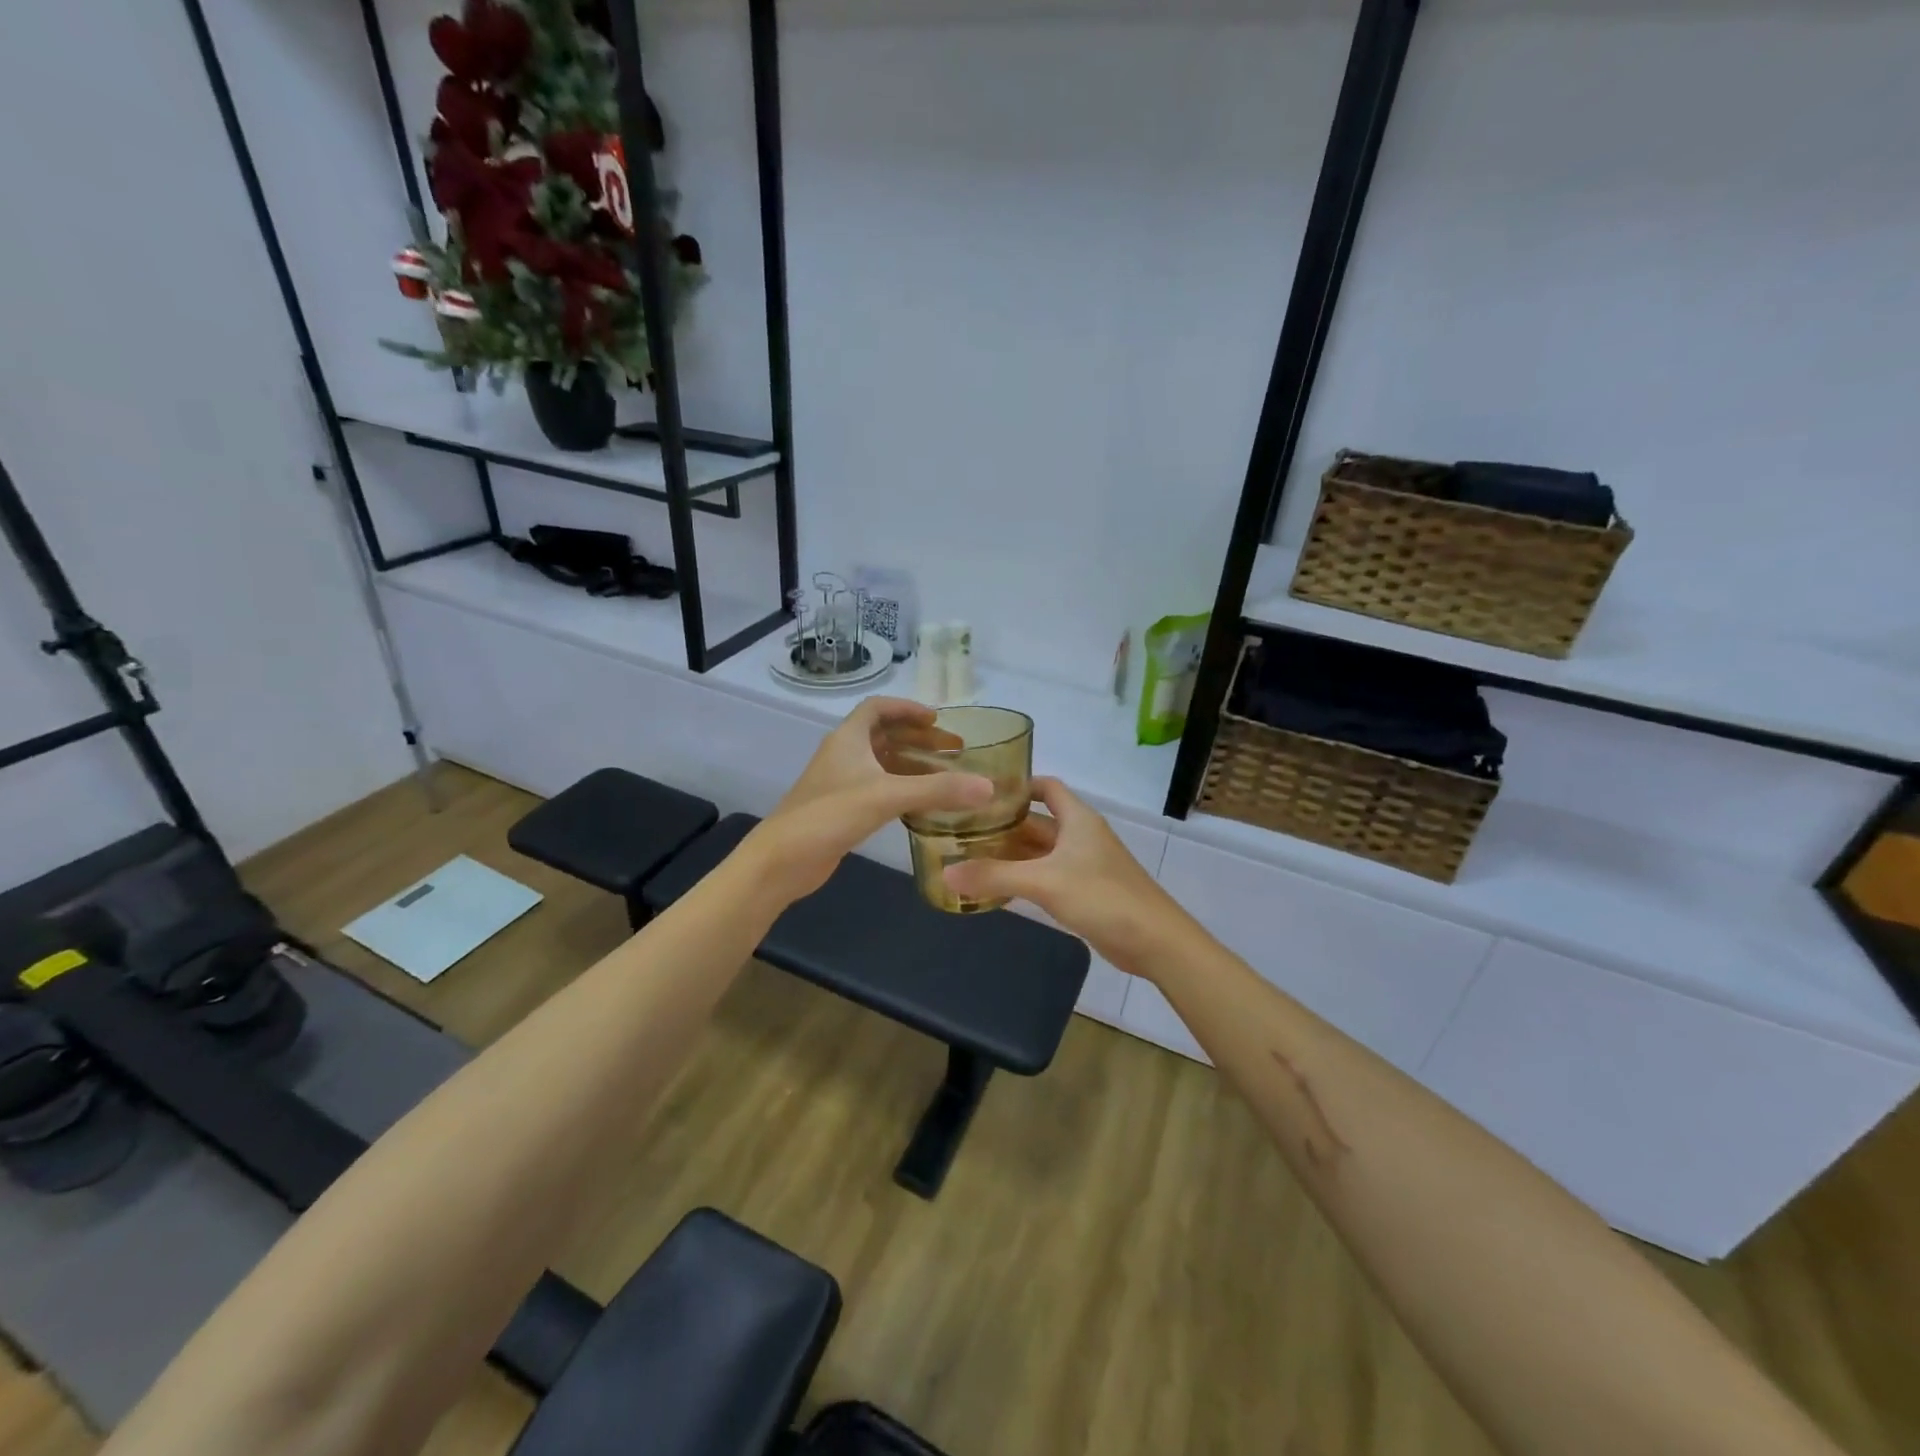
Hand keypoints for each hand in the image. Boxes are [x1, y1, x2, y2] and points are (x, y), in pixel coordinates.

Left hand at [746, 697, 991, 902]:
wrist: (782, 860)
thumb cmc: (829, 815)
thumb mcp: (886, 796)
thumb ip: (937, 790)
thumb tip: (988, 787)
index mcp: (849, 738)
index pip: (878, 708)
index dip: (908, 709)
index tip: (938, 719)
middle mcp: (844, 754)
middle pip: (885, 734)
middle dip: (919, 738)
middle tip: (955, 750)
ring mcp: (841, 782)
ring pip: (882, 763)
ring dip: (912, 764)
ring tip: (947, 775)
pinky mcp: (842, 808)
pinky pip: (879, 788)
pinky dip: (902, 788)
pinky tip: (923, 805)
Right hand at [942, 778, 1184, 966]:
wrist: (1154, 941)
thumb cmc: (1103, 897)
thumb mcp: (1044, 882)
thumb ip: (994, 876)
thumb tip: (945, 873)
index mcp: (1078, 819)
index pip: (1046, 787)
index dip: (1017, 785)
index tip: (981, 792)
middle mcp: (1080, 836)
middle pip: (1037, 822)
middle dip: (1004, 825)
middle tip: (962, 829)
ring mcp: (1084, 865)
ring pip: (1040, 852)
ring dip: (1011, 854)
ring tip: (970, 857)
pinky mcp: (1085, 891)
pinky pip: (1047, 877)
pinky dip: (1023, 878)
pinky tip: (996, 889)